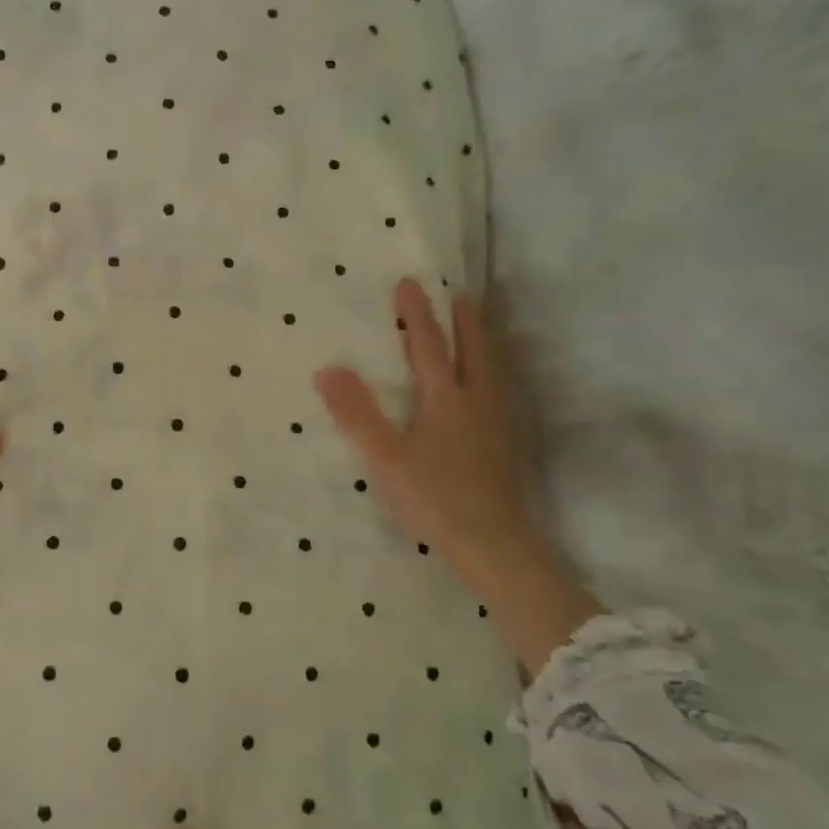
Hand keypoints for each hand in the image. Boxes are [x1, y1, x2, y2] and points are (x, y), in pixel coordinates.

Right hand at [314, 279, 535, 574]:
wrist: (494, 546)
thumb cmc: (435, 498)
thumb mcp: (387, 457)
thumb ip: (357, 414)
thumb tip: (327, 368)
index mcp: (446, 400)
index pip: (429, 346)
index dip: (417, 315)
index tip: (410, 283)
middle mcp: (475, 403)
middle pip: (472, 351)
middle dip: (463, 321)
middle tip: (459, 295)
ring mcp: (493, 425)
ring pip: (490, 371)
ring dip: (480, 343)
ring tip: (476, 329)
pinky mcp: (501, 446)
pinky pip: (494, 391)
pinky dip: (487, 372)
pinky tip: (483, 390)